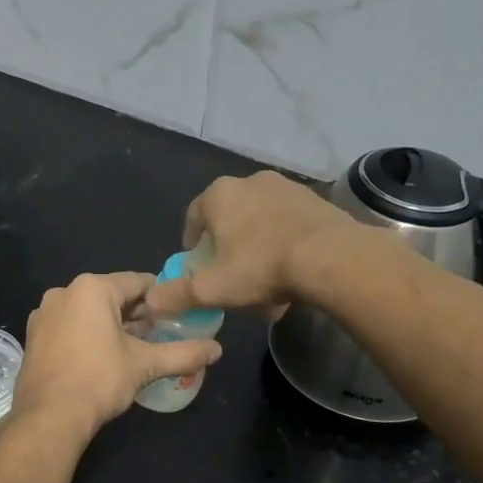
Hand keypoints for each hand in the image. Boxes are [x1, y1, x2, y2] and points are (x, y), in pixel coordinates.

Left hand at [13, 273, 223, 442]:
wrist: (48, 417)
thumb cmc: (99, 380)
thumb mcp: (145, 365)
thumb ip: (184, 353)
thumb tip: (218, 350)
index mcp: (91, 288)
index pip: (137, 282)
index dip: (161, 298)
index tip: (177, 315)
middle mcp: (63, 292)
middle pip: (111, 296)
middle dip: (136, 314)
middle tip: (159, 335)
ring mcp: (44, 314)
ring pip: (88, 311)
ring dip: (111, 325)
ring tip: (134, 349)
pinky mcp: (34, 336)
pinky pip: (69, 326)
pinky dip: (87, 335)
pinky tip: (102, 358)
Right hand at [145, 171, 357, 315]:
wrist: (331, 257)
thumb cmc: (260, 266)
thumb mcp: (211, 288)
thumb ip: (177, 293)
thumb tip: (151, 301)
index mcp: (219, 195)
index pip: (194, 215)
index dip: (192, 243)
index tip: (197, 267)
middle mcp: (251, 182)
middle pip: (230, 220)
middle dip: (229, 251)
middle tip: (232, 280)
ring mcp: (287, 188)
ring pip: (262, 224)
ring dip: (259, 252)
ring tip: (266, 288)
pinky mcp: (316, 201)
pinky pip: (290, 226)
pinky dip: (286, 248)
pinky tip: (293, 278)